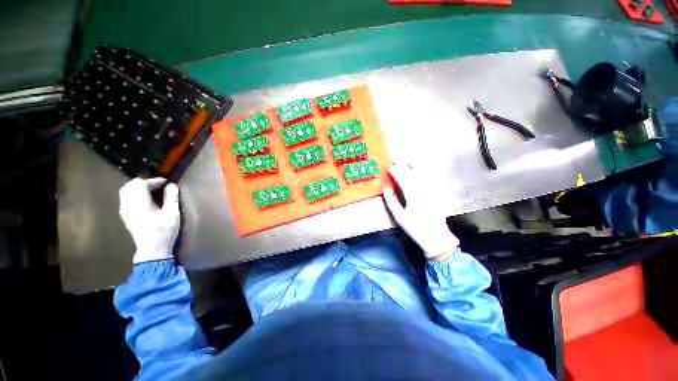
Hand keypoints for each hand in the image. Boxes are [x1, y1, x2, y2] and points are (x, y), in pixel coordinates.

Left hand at [119, 178, 179, 263]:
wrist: (152, 250)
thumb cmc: (164, 231)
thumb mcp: (172, 214)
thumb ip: (171, 198)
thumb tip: (171, 185)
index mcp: (139, 204)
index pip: (141, 185)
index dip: (154, 181)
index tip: (165, 182)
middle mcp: (128, 206)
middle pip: (130, 186)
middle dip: (143, 182)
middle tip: (157, 184)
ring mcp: (125, 212)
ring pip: (125, 192)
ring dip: (137, 188)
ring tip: (150, 190)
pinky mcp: (126, 217)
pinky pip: (125, 199)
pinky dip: (133, 195)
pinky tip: (143, 199)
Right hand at [382, 164, 458, 260]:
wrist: (436, 236)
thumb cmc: (415, 227)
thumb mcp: (399, 217)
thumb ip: (392, 202)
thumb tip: (386, 189)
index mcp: (412, 195)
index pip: (402, 179)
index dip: (395, 172)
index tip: (389, 167)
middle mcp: (423, 190)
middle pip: (412, 174)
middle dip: (403, 166)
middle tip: (396, 160)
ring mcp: (431, 190)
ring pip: (422, 174)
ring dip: (414, 166)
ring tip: (407, 160)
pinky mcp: (437, 193)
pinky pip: (430, 179)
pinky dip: (424, 172)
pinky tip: (421, 170)